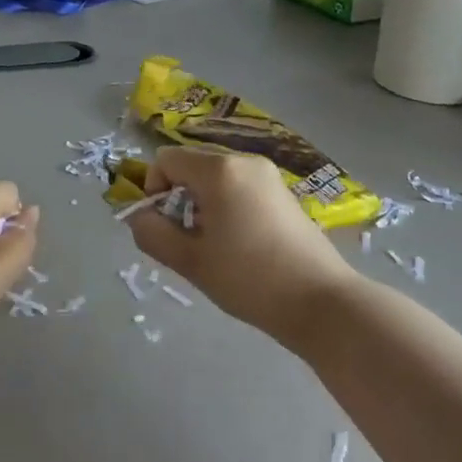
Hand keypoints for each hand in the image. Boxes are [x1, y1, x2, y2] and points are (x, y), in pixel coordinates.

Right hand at [124, 147, 355, 342]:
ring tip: (216, 246)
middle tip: (190, 241)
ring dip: (203, 204)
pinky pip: (240, 186)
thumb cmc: (250, 279)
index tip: (166, 226)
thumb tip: (138, 216)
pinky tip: (242, 244)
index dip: (154, 189)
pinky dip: (228, 206)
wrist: (322, 303)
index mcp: (219, 169)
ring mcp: (268, 175)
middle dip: (180, 198)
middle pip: (192, 166)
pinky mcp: (284, 192)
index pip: (166, 159)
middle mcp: (244, 160)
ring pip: (216, 177)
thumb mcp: (190, 262)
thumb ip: (152, 234)